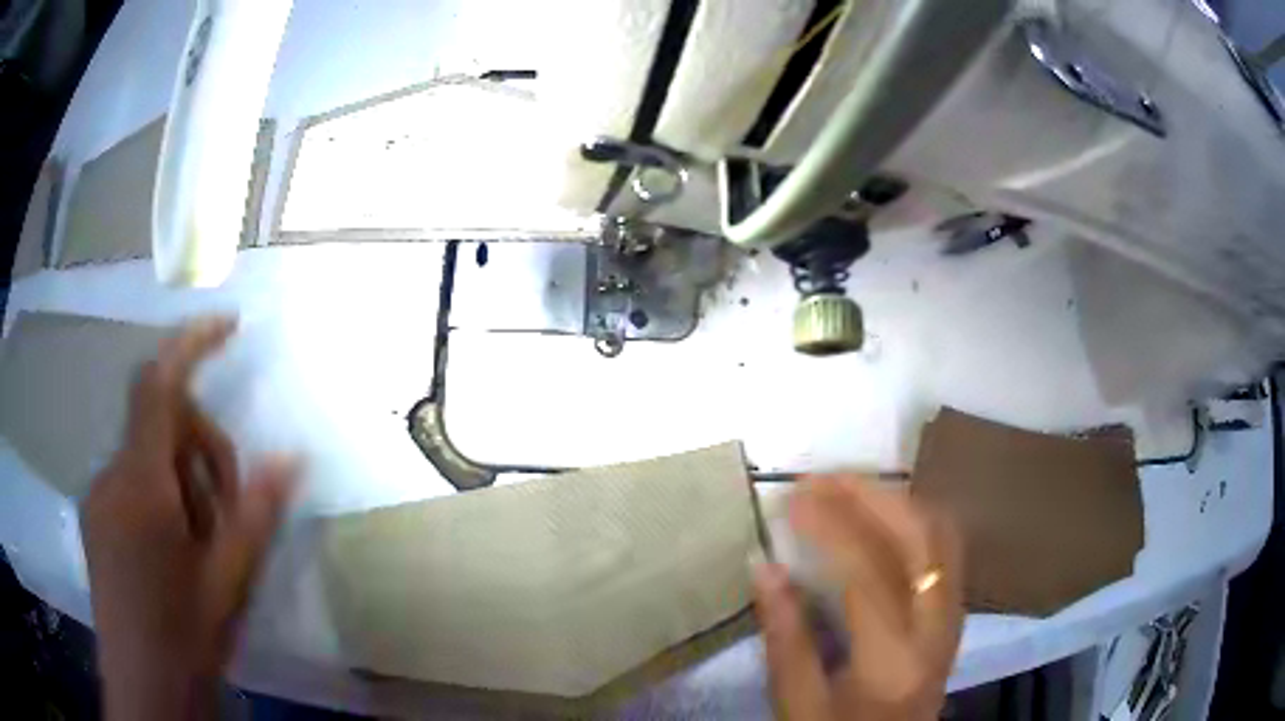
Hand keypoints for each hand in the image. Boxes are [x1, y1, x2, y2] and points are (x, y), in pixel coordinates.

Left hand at [81, 317, 296, 720]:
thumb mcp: (229, 583)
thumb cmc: (186, 641)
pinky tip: (177, 550)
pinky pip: (130, 482)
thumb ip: (255, 514)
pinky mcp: (96, 519)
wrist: (146, 692)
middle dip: (201, 448)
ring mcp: (99, 498)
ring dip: (182, 480)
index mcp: (141, 488)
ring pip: (146, 456)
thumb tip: (293, 456)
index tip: (229, 323)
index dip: (192, 344)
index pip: (159, 386)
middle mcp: (111, 478)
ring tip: (205, 543)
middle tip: (232, 509)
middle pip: (158, 423)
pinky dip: (160, 496)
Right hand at [755, 475, 963, 720]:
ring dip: (896, 500)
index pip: (869, 575)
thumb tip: (764, 564)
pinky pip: (945, 547)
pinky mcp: (957, 610)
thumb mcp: (797, 704)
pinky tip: (882, 512)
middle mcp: (937, 630)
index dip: (831, 527)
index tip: (791, 499)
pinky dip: (914, 517)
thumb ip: (785, 637)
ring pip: (942, 534)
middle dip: (871, 496)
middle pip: (921, 539)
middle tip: (821, 479)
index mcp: (892, 662)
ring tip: (847, 487)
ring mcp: (955, 616)